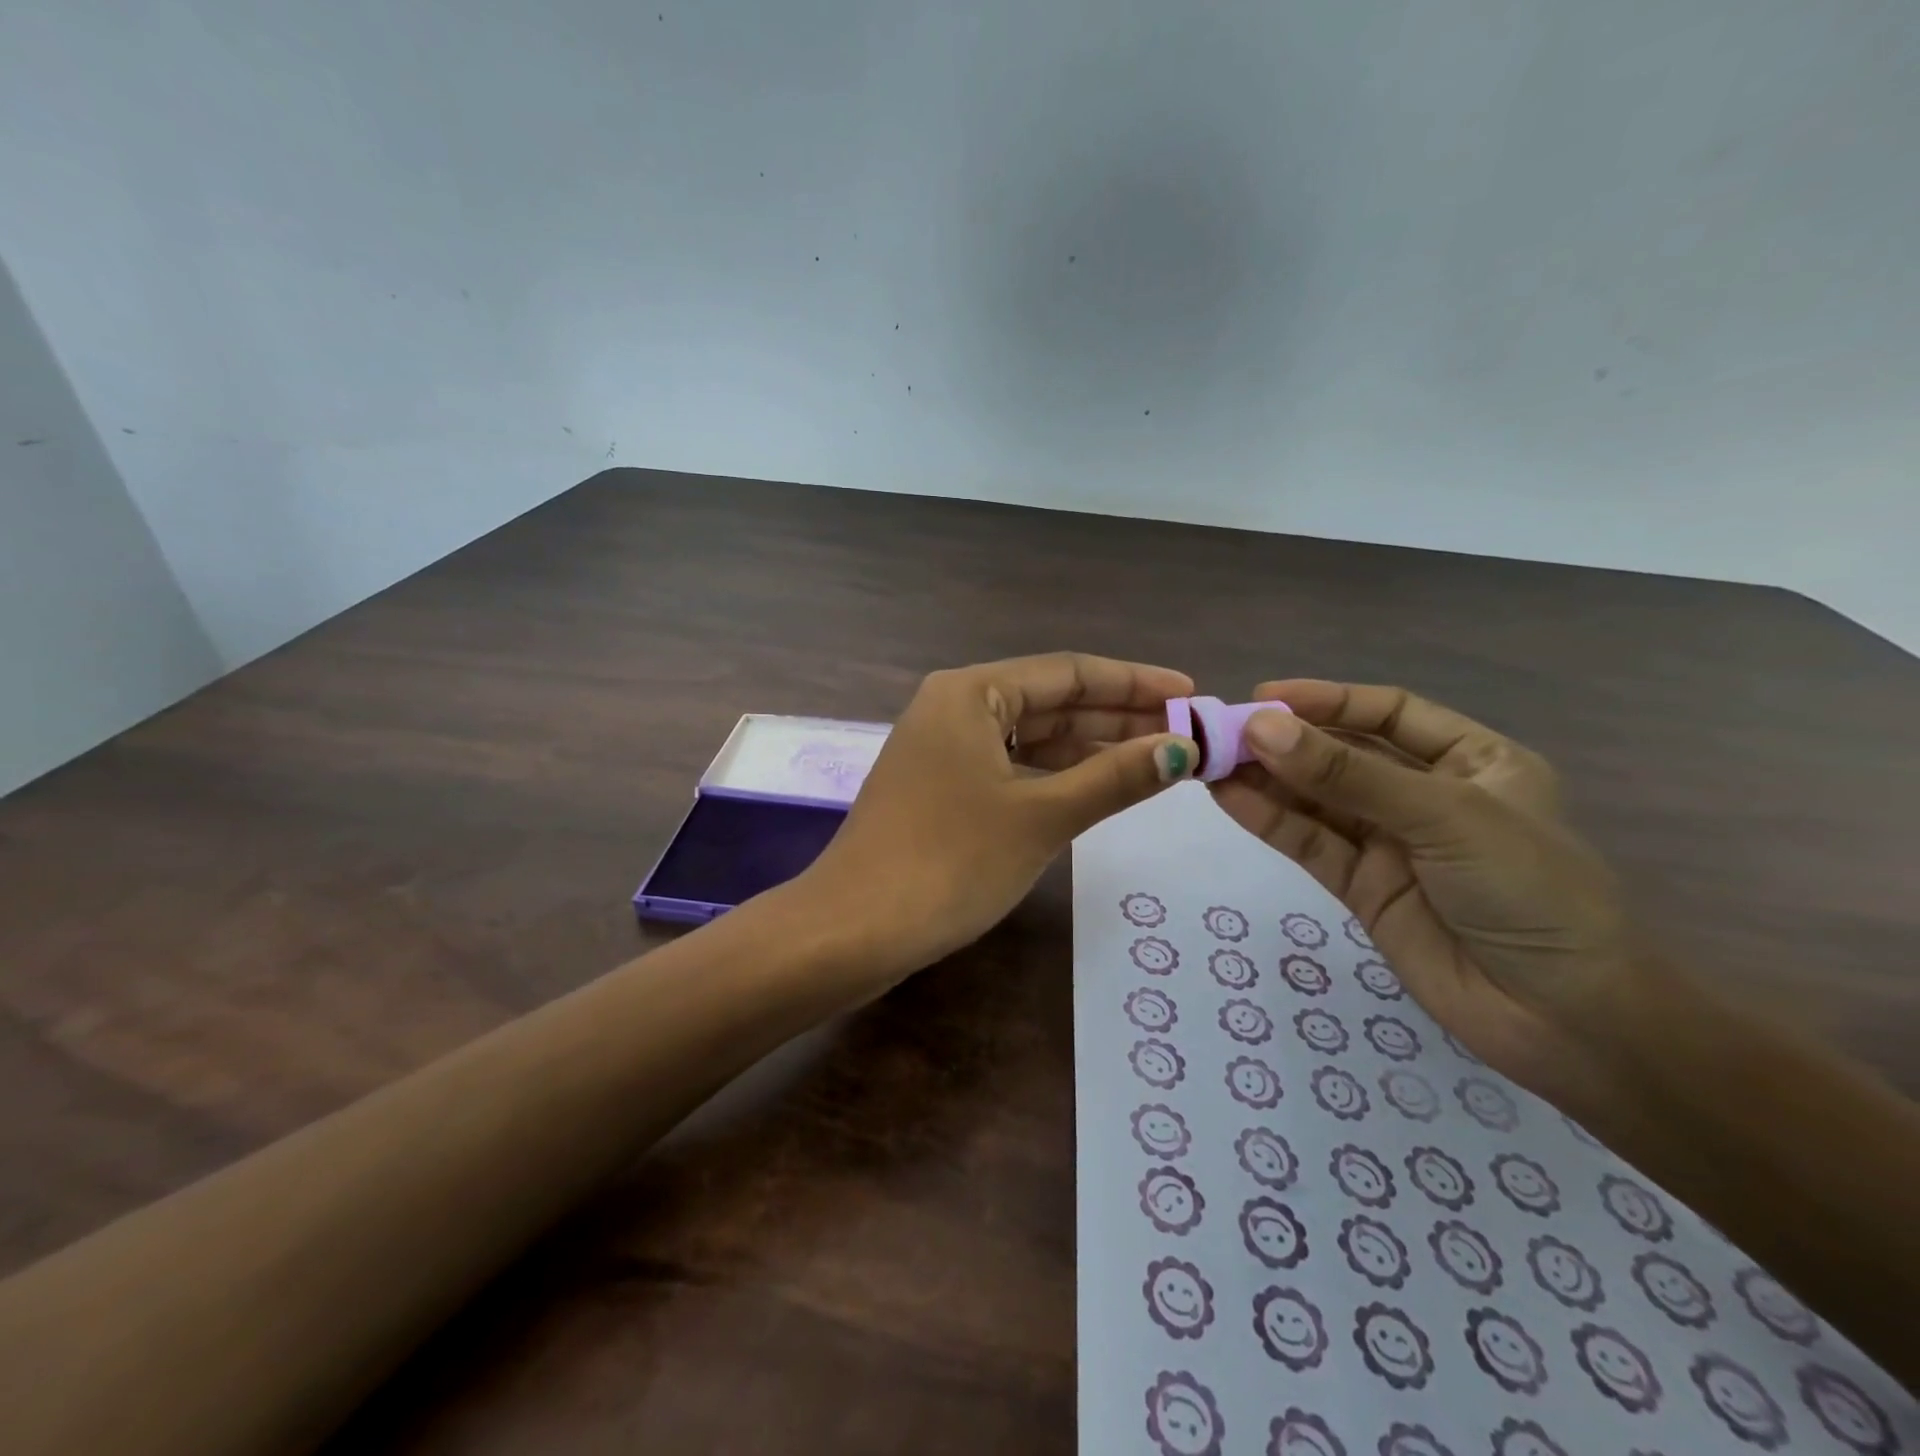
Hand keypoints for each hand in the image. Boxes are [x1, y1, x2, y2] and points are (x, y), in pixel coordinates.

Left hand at [794, 653, 1198, 993]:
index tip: (1191, 695)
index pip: (1069, 672)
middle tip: (1185, 733)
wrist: (854, 930)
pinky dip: (1054, 774)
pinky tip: (1096, 786)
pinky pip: (1010, 766)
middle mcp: (954, 707)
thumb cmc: (950, 862)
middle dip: (1117, 717)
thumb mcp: (1041, 816)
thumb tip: (1181, 750)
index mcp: (971, 692)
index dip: (1134, 683)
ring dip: (1089, 748)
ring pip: (1031, 737)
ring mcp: (942, 748)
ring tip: (1156, 758)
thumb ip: (1114, 778)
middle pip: (1051, 701)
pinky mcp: (939, 787)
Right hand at [1210, 680, 1633, 1098]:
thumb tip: (1260, 728)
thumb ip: (1348, 774)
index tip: (1264, 697)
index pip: (1388, 713)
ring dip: (1266, 779)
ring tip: (1209, 761)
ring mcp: (1391, 844)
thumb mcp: (1444, 816)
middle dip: (1286, 741)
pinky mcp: (1362, 887)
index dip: (1328, 700)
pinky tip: (1228, 797)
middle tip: (1221, 732)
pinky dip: (1269, 820)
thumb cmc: (1529, 892)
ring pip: (1318, 800)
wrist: (1565, 1020)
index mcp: (1472, 761)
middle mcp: (1427, 795)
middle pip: (1344, 755)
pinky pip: (1310, 843)